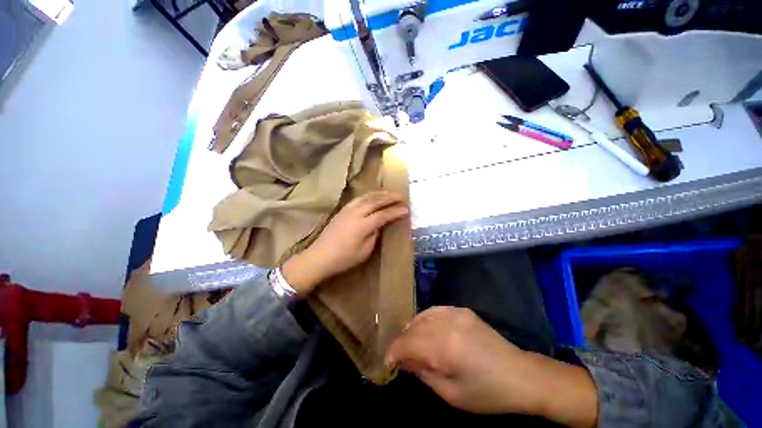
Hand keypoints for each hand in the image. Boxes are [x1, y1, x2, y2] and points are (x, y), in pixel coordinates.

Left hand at [282, 191, 407, 294]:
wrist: (319, 257)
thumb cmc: (344, 259)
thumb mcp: (364, 251)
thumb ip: (374, 235)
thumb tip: (379, 225)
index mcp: (362, 225)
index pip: (383, 215)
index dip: (395, 211)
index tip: (406, 209)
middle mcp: (355, 214)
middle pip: (375, 202)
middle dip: (389, 198)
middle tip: (401, 196)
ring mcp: (347, 210)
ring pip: (366, 197)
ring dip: (379, 194)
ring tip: (389, 192)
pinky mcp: (342, 210)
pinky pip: (357, 199)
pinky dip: (367, 195)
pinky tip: (372, 196)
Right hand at [386, 307, 597, 426]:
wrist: (519, 374)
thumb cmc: (487, 393)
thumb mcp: (451, 395)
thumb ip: (424, 374)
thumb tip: (405, 360)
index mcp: (444, 348)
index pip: (408, 343)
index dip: (394, 351)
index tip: (387, 361)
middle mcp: (447, 324)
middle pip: (413, 328)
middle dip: (402, 341)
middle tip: (398, 355)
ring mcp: (455, 313)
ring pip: (422, 316)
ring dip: (411, 329)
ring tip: (410, 343)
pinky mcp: (461, 310)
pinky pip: (434, 310)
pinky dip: (424, 319)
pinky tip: (424, 328)